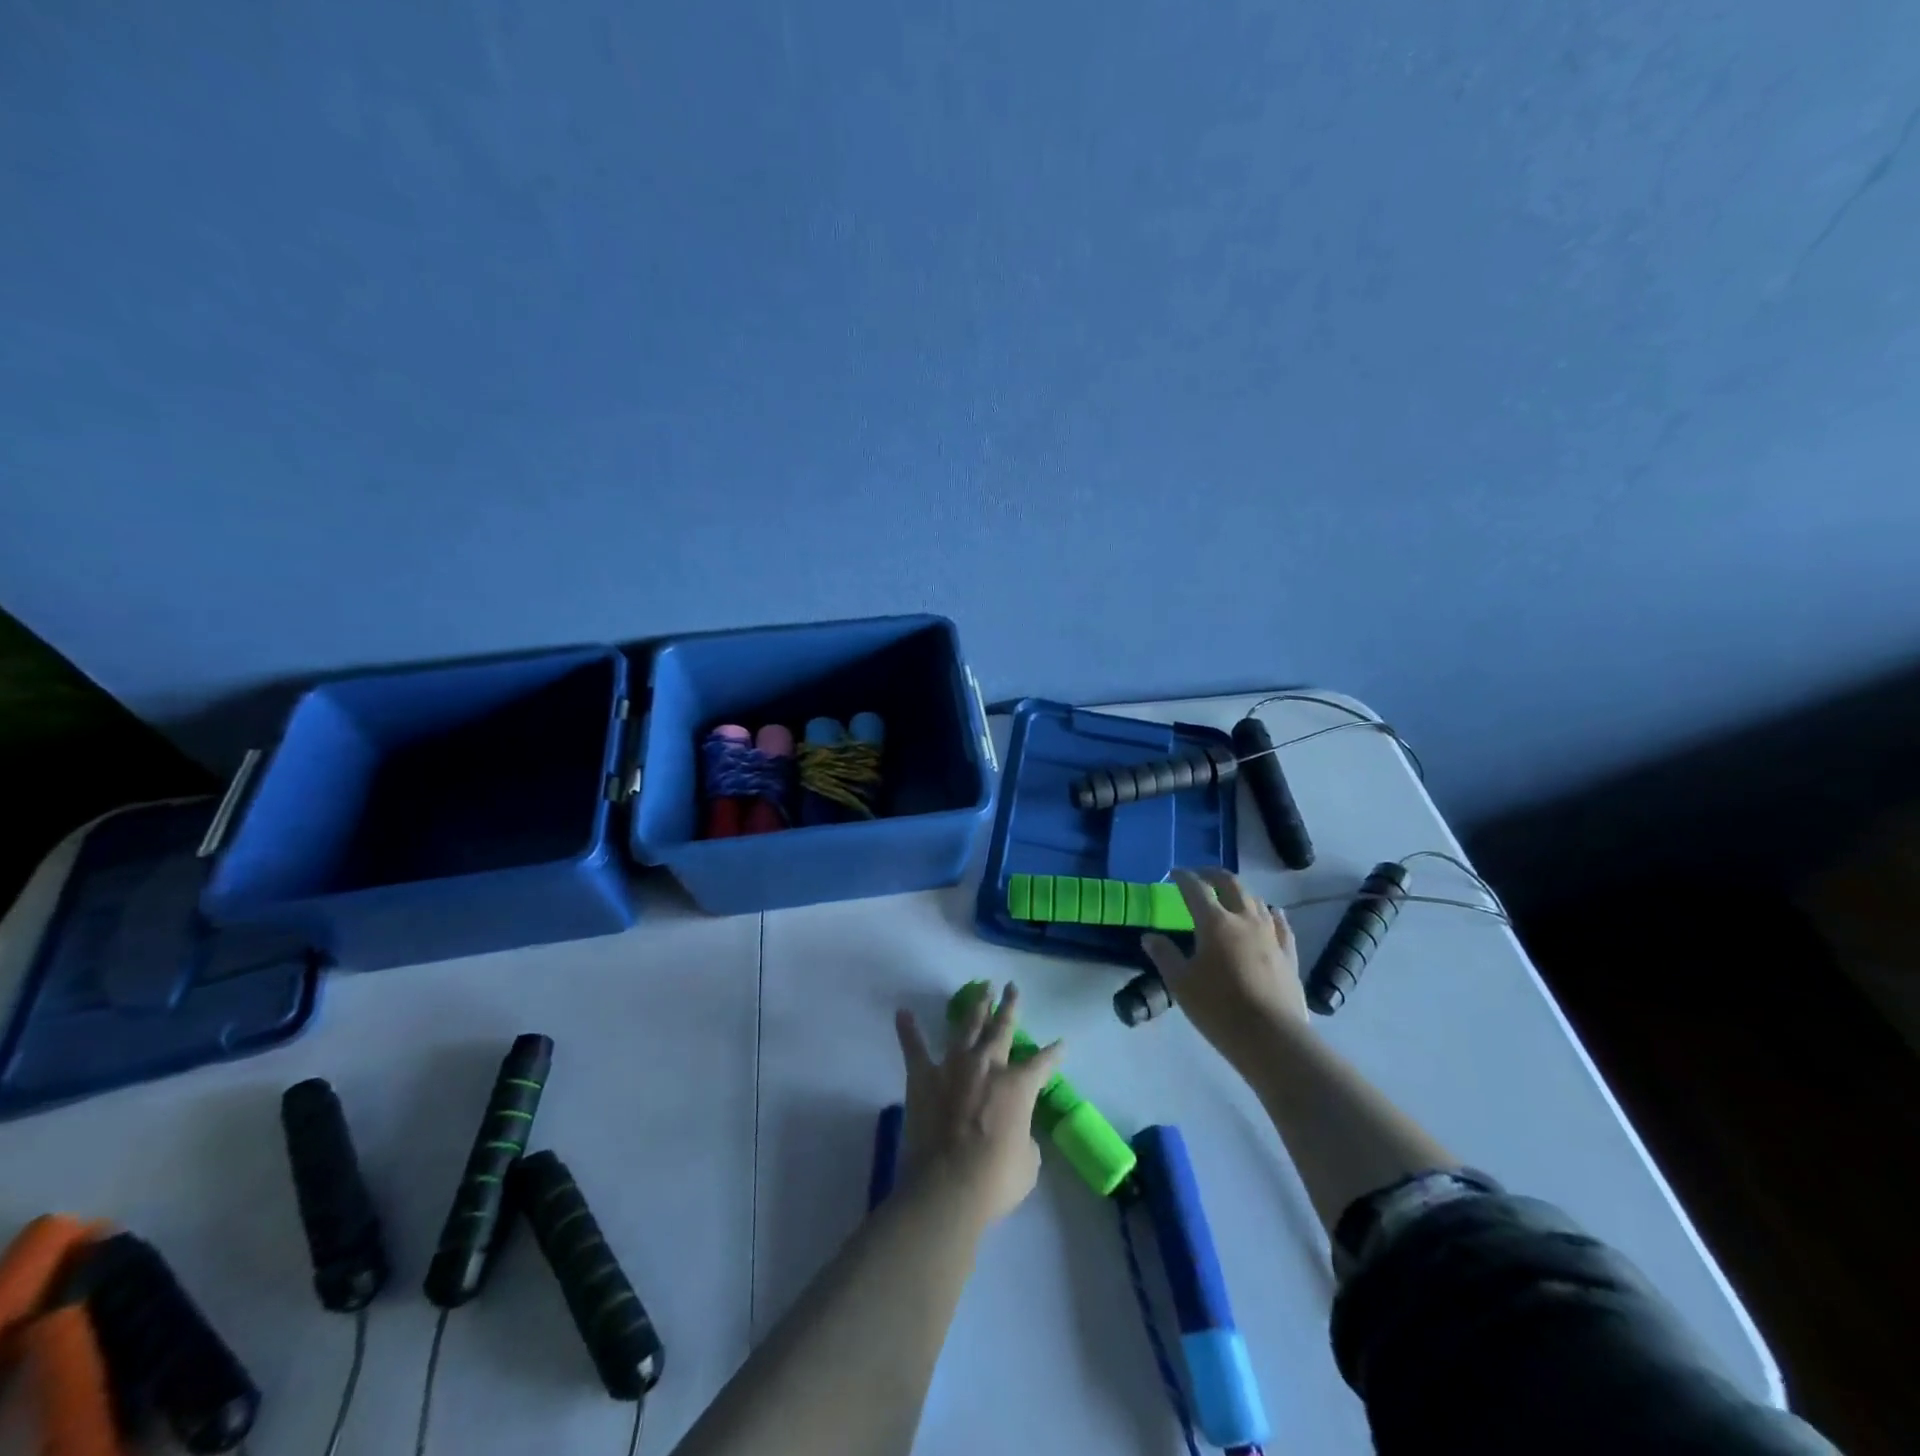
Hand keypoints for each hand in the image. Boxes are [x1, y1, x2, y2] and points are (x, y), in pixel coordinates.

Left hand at [894, 983, 1062, 1223]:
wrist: (947, 1186)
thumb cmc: (996, 1179)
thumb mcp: (1028, 1162)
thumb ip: (1024, 1136)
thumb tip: (1014, 1130)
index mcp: (1018, 1085)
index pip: (1042, 1063)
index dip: (1054, 1054)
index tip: (1061, 1043)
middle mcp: (987, 1065)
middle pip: (1002, 1028)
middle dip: (1009, 1006)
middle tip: (1011, 987)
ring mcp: (953, 1066)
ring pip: (967, 1026)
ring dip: (975, 1006)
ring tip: (981, 987)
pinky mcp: (923, 1076)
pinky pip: (914, 1048)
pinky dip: (908, 1030)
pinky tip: (902, 1013)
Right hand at [1143, 868, 1305, 1063]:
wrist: (1272, 1038)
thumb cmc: (1218, 1008)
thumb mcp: (1180, 983)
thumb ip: (1164, 955)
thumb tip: (1150, 937)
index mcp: (1214, 922)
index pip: (1196, 888)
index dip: (1183, 877)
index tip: (1174, 873)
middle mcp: (1244, 919)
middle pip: (1231, 884)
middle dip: (1213, 875)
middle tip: (1201, 876)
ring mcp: (1271, 935)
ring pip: (1256, 900)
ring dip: (1240, 892)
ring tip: (1229, 896)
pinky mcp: (1289, 954)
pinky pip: (1280, 923)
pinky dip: (1271, 913)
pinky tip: (1271, 913)